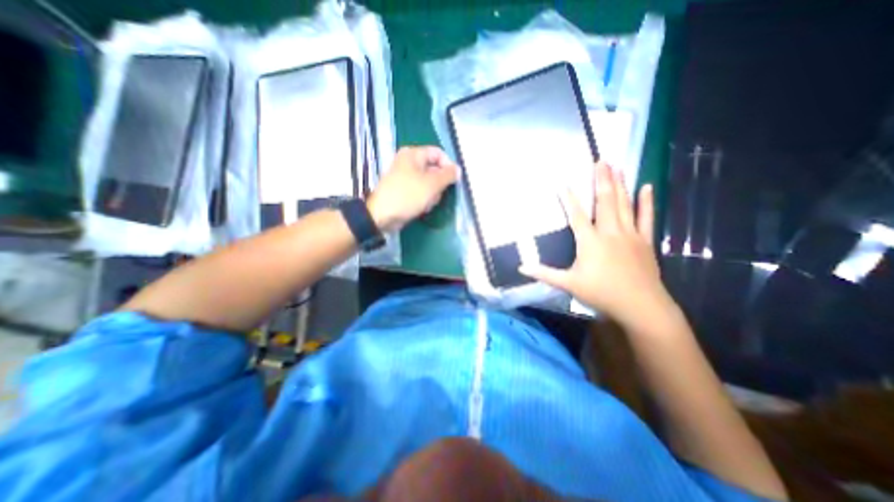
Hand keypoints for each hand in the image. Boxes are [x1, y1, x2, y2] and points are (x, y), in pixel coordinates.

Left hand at [367, 145, 456, 231]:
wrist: (383, 215)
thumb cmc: (408, 195)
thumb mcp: (432, 184)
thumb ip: (448, 175)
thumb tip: (458, 170)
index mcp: (413, 154)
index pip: (438, 153)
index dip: (448, 165)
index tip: (454, 180)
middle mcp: (409, 162)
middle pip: (434, 169)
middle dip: (439, 184)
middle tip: (436, 194)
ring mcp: (406, 177)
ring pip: (429, 183)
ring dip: (432, 194)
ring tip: (427, 203)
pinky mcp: (405, 190)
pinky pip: (421, 192)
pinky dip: (424, 199)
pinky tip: (422, 207)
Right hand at [519, 160, 670, 324]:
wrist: (641, 306)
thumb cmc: (601, 293)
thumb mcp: (568, 284)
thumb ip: (544, 273)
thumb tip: (521, 267)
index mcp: (590, 241)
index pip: (576, 215)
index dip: (569, 199)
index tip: (563, 182)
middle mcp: (610, 232)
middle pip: (604, 202)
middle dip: (602, 180)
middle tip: (601, 160)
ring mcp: (630, 234)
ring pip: (624, 204)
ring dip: (620, 184)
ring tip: (618, 166)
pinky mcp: (644, 241)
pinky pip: (646, 217)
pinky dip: (646, 201)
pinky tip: (647, 187)